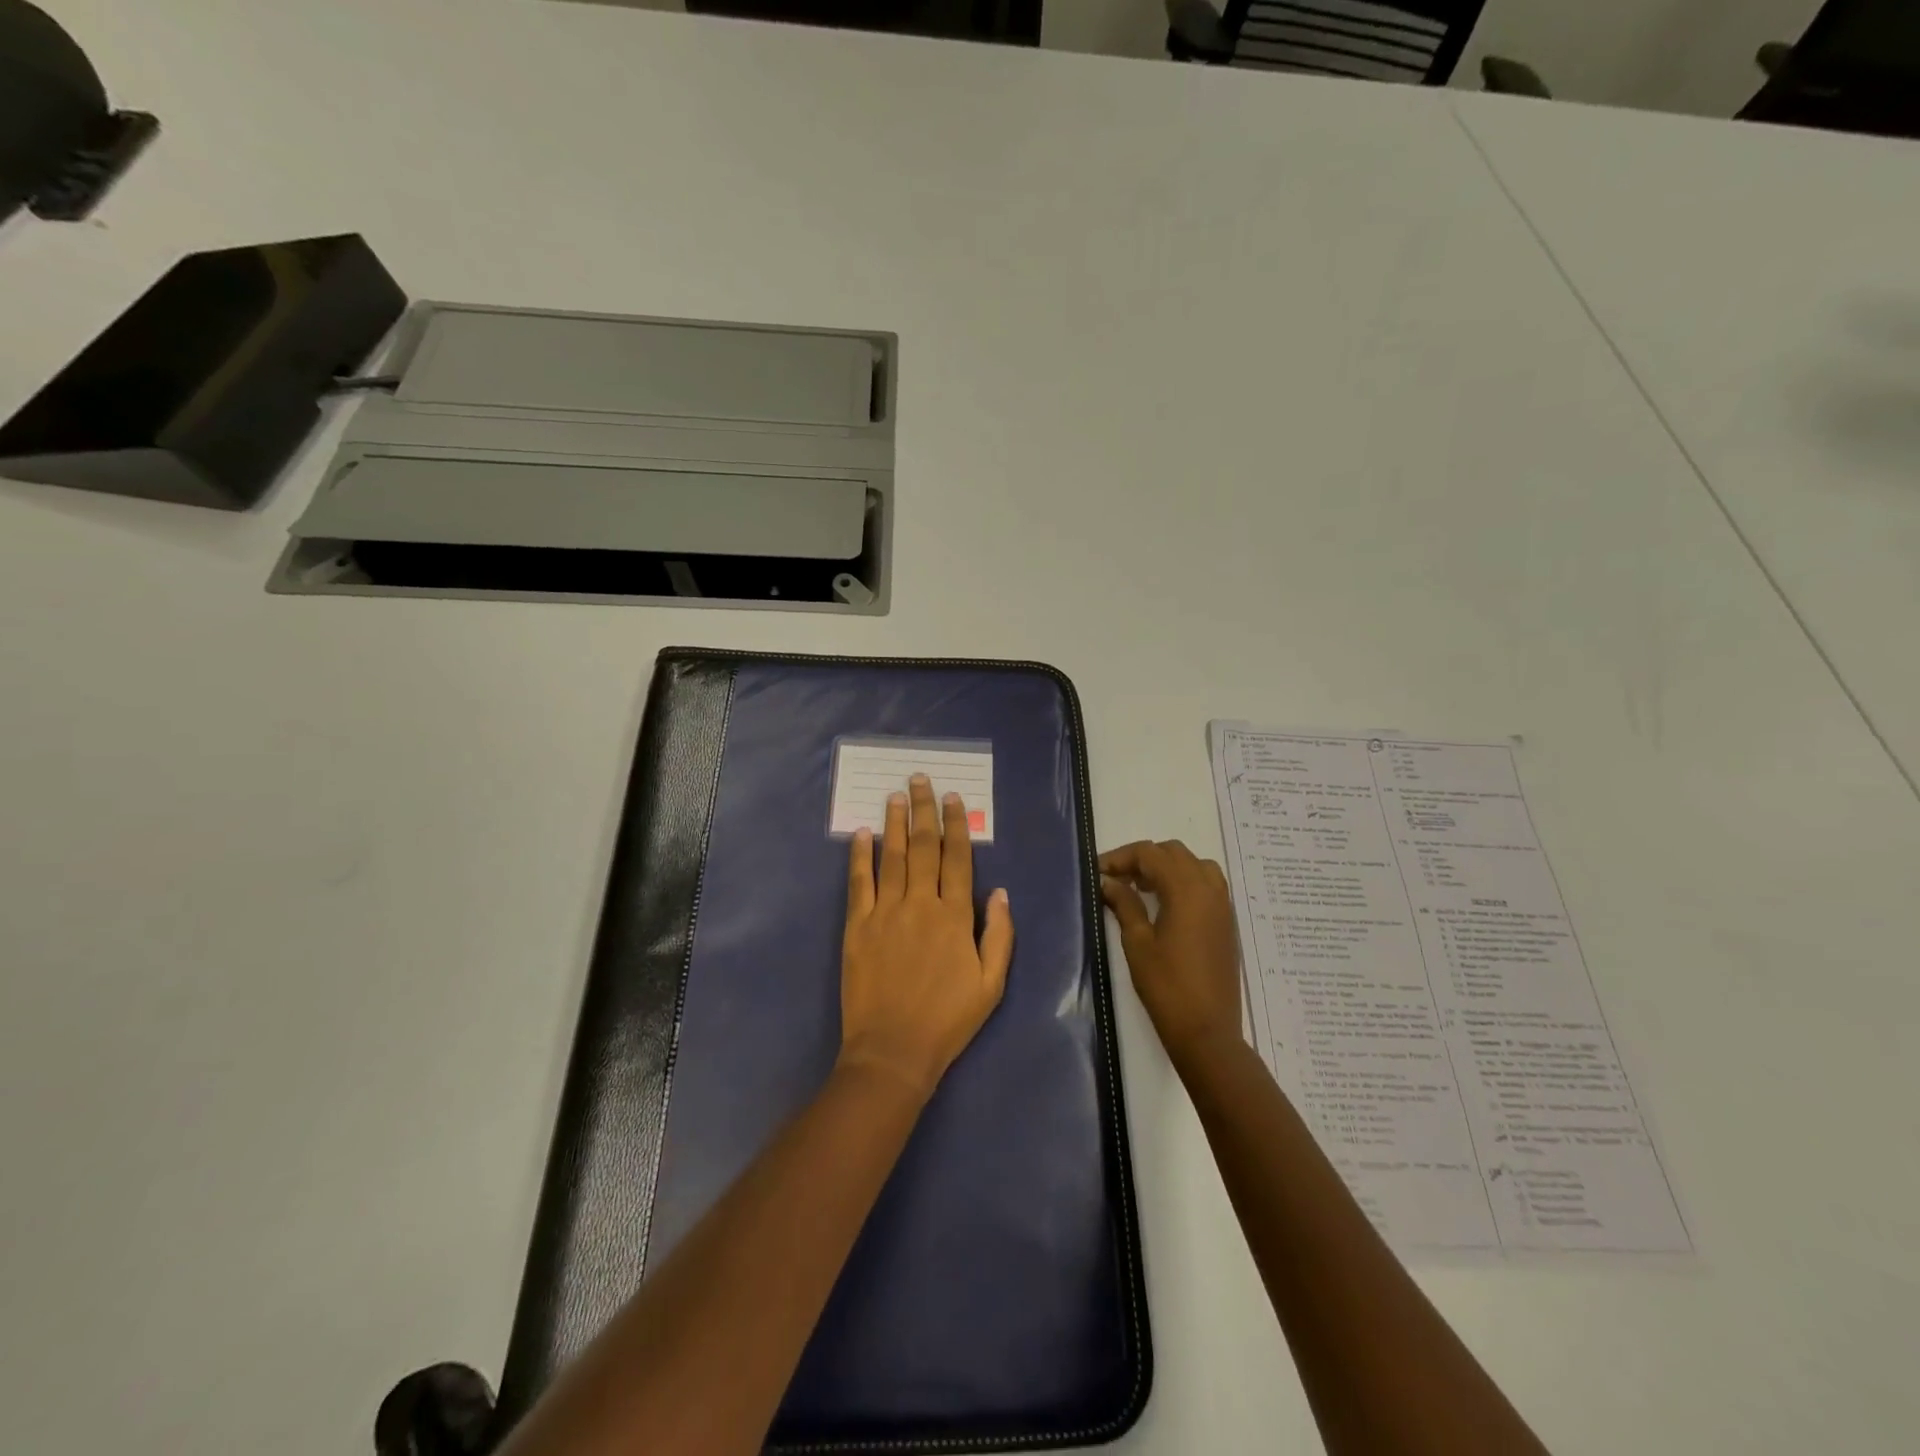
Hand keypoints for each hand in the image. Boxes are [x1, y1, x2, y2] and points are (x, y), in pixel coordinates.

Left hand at [839, 775, 1013, 1098]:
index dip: (955, 825)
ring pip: (891, 857)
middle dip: (923, 810)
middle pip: (922, 847)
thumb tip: (1001, 892)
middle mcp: (921, 904)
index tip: (952, 799)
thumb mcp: (991, 984)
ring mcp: (885, 913)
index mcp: (955, 916)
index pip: (957, 858)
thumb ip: (1000, 935)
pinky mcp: (857, 926)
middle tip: (920, 780)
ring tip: (895, 795)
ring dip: (894, 823)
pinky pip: (859, 883)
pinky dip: (860, 856)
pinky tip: (861, 834)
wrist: (893, 1050)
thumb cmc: (948, 1020)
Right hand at [1100, 840, 1242, 1068]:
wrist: (1207, 1032)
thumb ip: (1125, 904)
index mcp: (1186, 890)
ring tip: (1142, 888)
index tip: (1098, 872)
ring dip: (1167, 867)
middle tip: (1117, 879)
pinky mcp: (1226, 923)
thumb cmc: (1167, 987)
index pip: (1150, 854)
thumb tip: (1109, 881)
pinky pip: (1207, 884)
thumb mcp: (1137, 943)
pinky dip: (1184, 881)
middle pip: (1174, 853)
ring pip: (1194, 865)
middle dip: (1143, 859)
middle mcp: (1209, 889)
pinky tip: (1164, 905)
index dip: (1121, 857)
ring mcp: (1222, 906)